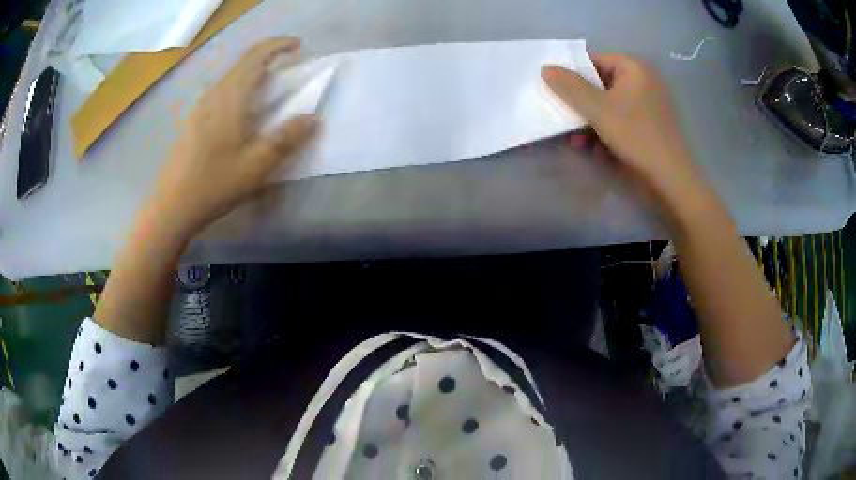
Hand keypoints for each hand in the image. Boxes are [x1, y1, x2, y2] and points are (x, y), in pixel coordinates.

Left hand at [150, 37, 316, 236]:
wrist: (171, 206)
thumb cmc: (214, 185)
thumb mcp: (256, 166)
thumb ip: (285, 139)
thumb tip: (312, 118)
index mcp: (229, 98)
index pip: (256, 56)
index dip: (278, 45)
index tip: (298, 46)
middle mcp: (213, 95)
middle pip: (242, 63)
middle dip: (268, 57)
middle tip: (289, 68)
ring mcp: (199, 107)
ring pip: (230, 77)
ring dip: (253, 74)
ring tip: (269, 89)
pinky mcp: (193, 120)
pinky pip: (221, 92)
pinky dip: (239, 88)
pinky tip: (242, 112)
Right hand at [542, 55, 700, 200]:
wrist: (671, 180)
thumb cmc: (636, 136)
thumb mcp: (598, 109)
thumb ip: (569, 86)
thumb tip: (545, 67)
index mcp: (634, 68)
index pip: (594, 61)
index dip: (572, 75)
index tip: (554, 92)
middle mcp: (643, 81)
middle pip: (600, 84)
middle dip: (580, 103)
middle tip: (562, 117)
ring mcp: (647, 105)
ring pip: (608, 105)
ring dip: (588, 121)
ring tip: (575, 140)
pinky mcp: (648, 126)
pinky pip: (620, 120)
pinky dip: (605, 130)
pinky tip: (591, 147)